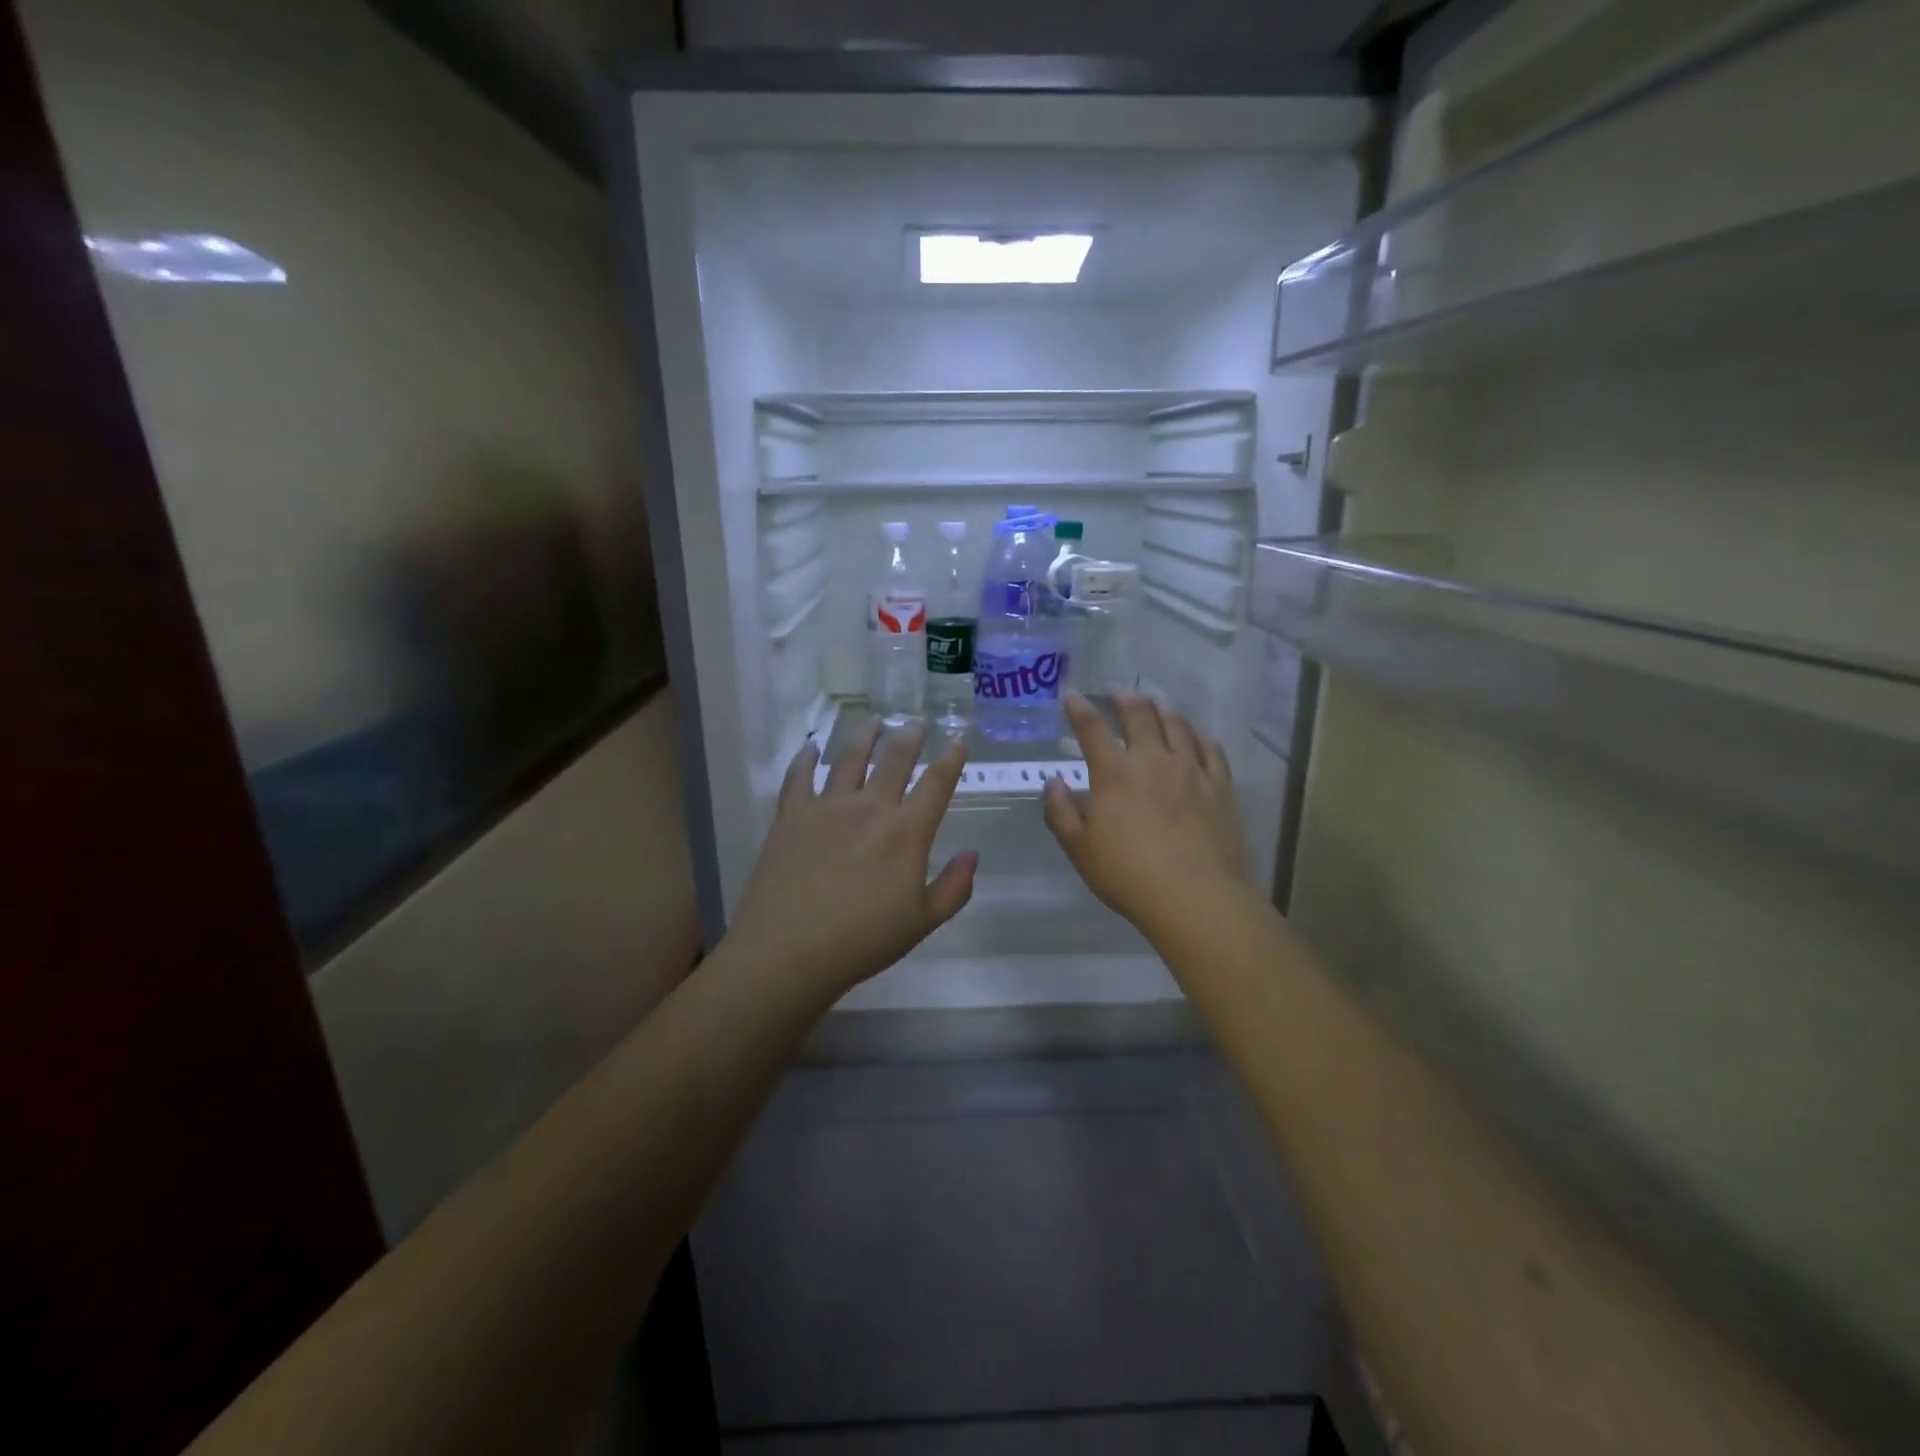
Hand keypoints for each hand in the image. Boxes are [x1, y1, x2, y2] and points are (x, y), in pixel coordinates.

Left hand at [726, 723, 975, 1001]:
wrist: (788, 951)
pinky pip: (799, 777)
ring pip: (849, 760)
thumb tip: (973, 855)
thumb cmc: (863, 941)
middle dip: (910, 738)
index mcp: (906, 832)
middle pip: (894, 760)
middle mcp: (869, 808)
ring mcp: (826, 807)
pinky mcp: (791, 816)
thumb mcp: (922, 922)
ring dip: (865, 738)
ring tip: (873, 723)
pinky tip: (811, 748)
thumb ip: (954, 887)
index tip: (959, 738)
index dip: (951, 759)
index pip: (936, 784)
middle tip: (917, 723)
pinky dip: (806, 759)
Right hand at [1043, 691, 1250, 940]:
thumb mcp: (1080, 849)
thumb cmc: (1128, 874)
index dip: (1079, 709)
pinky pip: (1211, 749)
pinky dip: (1200, 736)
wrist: (1194, 895)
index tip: (1072, 696)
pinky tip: (1197, 736)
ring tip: (1157, 705)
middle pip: (1140, 717)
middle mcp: (1153, 760)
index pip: (1092, 730)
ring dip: (1164, 711)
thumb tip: (1054, 783)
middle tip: (1121, 693)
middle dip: (1126, 700)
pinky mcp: (1220, 786)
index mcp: (1114, 773)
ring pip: (1178, 727)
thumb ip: (1062, 813)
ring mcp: (1191, 770)